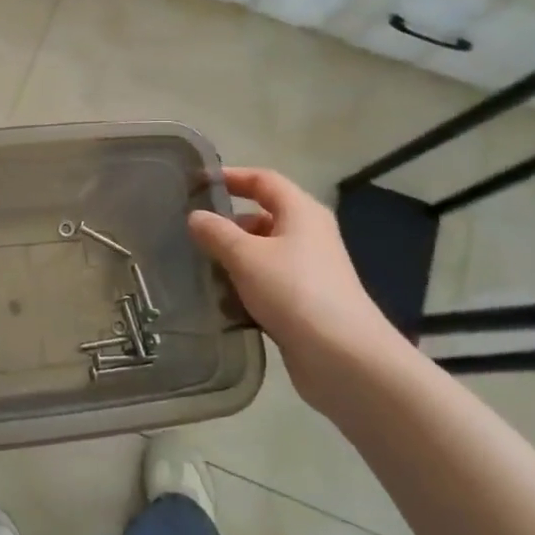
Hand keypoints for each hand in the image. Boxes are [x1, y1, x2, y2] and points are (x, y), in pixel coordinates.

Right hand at [187, 167, 408, 408]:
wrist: (344, 358)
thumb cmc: (294, 291)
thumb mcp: (245, 256)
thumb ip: (216, 232)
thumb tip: (196, 216)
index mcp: (301, 212)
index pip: (263, 180)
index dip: (231, 177)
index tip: (196, 184)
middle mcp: (308, 235)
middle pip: (263, 216)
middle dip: (227, 223)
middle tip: (190, 232)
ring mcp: (309, 271)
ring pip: (263, 252)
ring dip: (233, 257)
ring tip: (198, 267)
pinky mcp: (304, 303)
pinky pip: (267, 283)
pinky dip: (244, 286)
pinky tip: (220, 300)